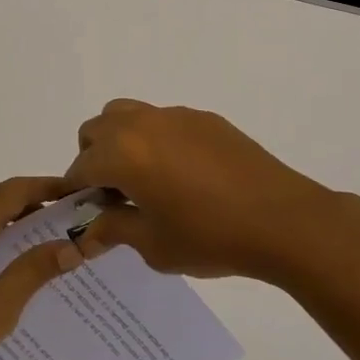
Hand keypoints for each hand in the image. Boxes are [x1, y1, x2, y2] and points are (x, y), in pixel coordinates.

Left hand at [0, 176, 84, 359]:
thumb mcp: (0, 306)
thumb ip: (34, 269)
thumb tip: (71, 247)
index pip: (14, 191)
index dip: (47, 187)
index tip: (75, 192)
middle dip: (31, 206)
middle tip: (66, 220)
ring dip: (7, 225)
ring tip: (41, 241)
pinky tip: (1, 266)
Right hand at [66, 99, 359, 284]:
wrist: (283, 219)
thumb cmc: (210, 236)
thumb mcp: (153, 245)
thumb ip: (114, 230)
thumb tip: (88, 232)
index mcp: (122, 154)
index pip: (80, 167)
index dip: (77, 192)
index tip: (85, 213)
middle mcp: (141, 124)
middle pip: (96, 130)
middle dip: (94, 159)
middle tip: (115, 195)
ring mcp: (173, 116)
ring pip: (126, 114)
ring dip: (120, 140)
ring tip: (144, 177)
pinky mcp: (203, 118)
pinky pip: (163, 121)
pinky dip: (156, 139)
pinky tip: (184, 174)